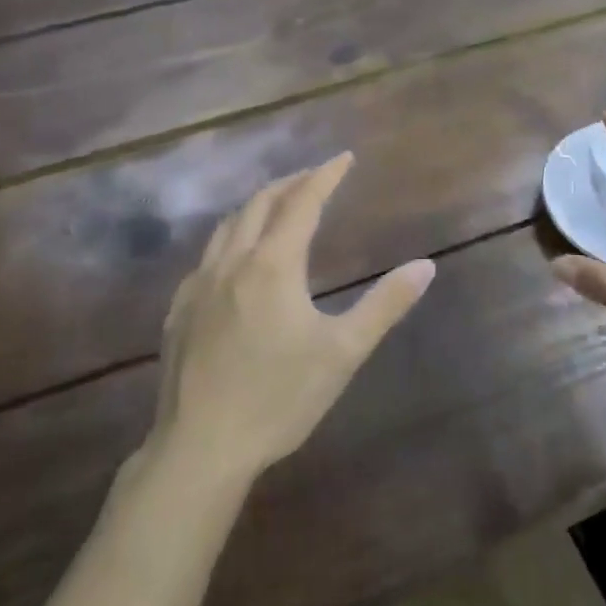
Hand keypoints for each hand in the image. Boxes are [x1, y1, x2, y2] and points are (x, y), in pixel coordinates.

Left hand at [153, 153, 434, 480]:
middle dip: (290, 183)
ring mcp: (199, 285)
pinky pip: (207, 256)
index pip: (303, 202)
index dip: (325, 175)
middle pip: (261, 203)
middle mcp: (233, 262)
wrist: (201, 448)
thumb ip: (385, 305)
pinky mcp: (180, 310)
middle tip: (314, 176)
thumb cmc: (279, 398)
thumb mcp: (343, 352)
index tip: (344, 157)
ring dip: (257, 205)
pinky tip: (235, 259)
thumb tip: (426, 266)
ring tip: (277, 204)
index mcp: (273, 264)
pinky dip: (230, 238)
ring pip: (228, 225)